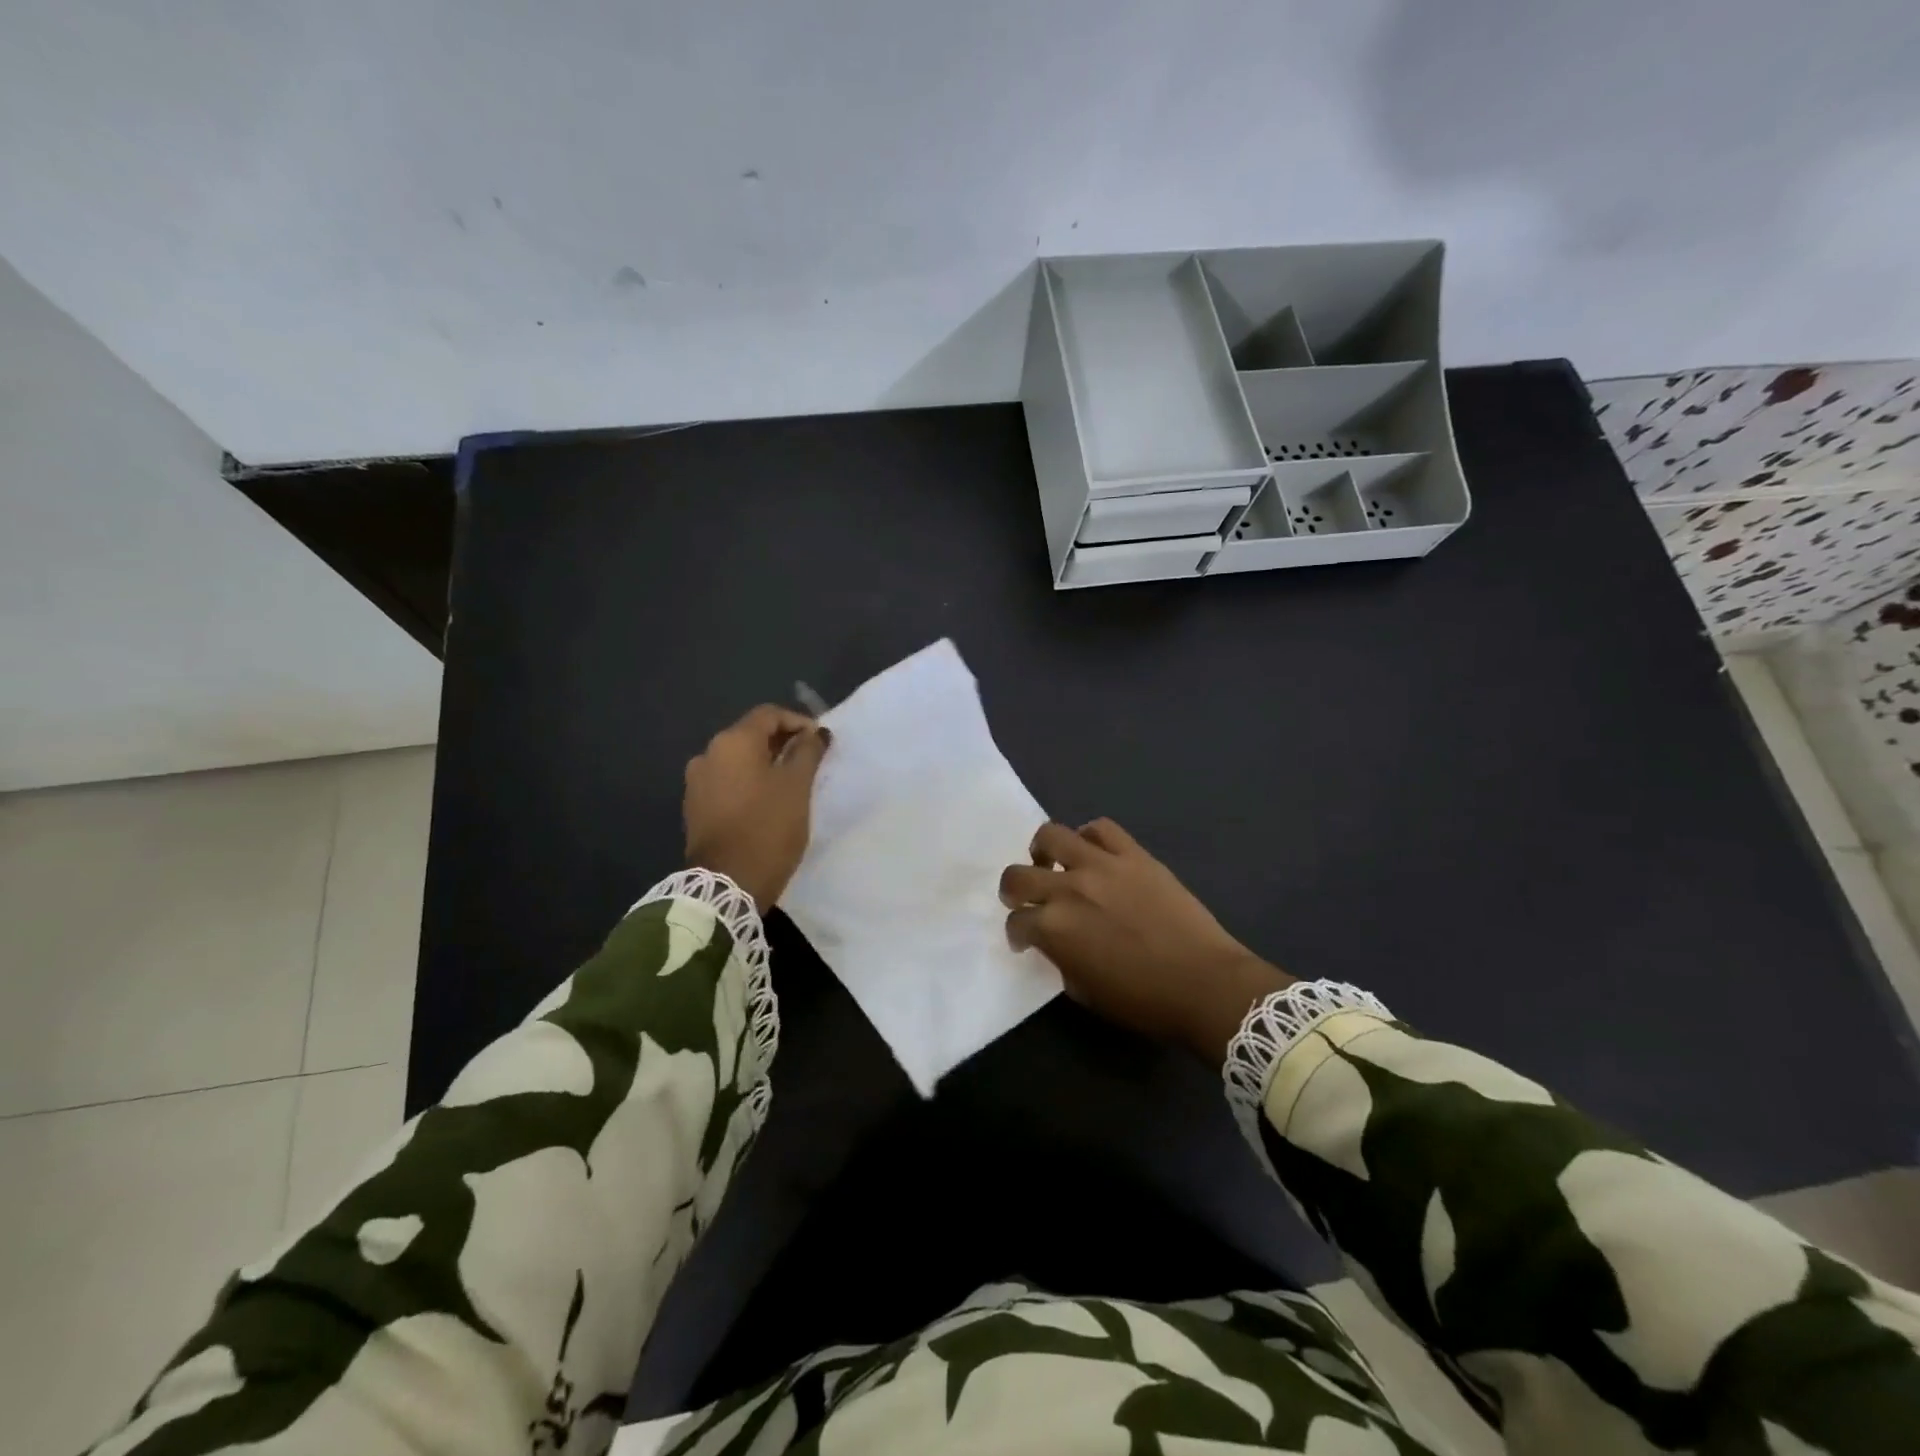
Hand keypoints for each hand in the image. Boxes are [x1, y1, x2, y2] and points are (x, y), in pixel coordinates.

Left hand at [683, 705, 831, 910]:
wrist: (725, 885)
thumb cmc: (767, 828)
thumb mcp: (797, 787)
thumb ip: (808, 752)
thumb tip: (816, 732)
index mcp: (733, 742)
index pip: (769, 715)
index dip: (798, 722)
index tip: (820, 741)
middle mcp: (708, 754)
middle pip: (751, 735)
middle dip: (782, 743)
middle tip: (811, 762)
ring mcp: (697, 782)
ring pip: (738, 761)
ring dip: (765, 764)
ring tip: (791, 784)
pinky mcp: (695, 808)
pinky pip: (727, 782)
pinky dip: (748, 784)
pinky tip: (767, 803)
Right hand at [1000, 819, 1293, 1066]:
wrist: (1204, 983)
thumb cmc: (1143, 1001)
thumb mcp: (1084, 991)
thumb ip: (1059, 959)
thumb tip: (1054, 942)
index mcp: (1054, 929)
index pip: (1016, 922)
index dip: (1018, 933)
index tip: (1026, 940)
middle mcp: (1069, 889)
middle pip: (1018, 875)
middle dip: (1014, 891)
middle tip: (1029, 900)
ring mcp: (1102, 865)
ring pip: (1051, 834)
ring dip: (1044, 851)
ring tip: (1055, 864)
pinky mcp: (1133, 853)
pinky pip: (1101, 828)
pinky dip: (1089, 837)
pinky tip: (1094, 854)